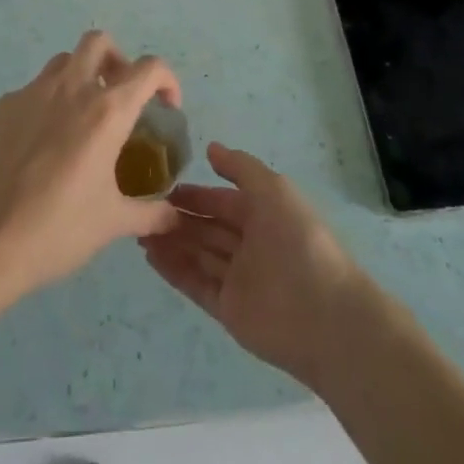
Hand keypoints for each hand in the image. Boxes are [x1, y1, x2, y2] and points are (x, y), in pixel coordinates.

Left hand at [0, 31, 181, 309]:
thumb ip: (150, 214)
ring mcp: (32, 92)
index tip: (166, 107)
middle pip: (100, 42)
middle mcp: (71, 88)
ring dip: (81, 76)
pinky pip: (34, 89)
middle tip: (121, 97)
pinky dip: (49, 101)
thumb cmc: (56, 229)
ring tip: (83, 118)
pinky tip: (43, 144)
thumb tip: (173, 216)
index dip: (166, 80)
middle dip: (117, 60)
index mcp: (106, 111)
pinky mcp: (4, 106)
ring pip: (64, 61)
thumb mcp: (112, 224)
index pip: (149, 68)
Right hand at [142, 143, 366, 389]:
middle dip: (178, 218)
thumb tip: (210, 148)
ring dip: (170, 242)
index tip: (163, 187)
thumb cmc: (299, 241)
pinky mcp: (228, 309)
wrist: (325, 316)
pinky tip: (150, 256)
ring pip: (198, 254)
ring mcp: (238, 278)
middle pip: (207, 228)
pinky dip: (174, 270)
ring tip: (138, 230)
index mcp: (263, 215)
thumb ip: (240, 168)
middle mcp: (249, 245)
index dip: (195, 195)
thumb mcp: (274, 190)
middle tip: (142, 209)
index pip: (221, 201)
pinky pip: (195, 284)